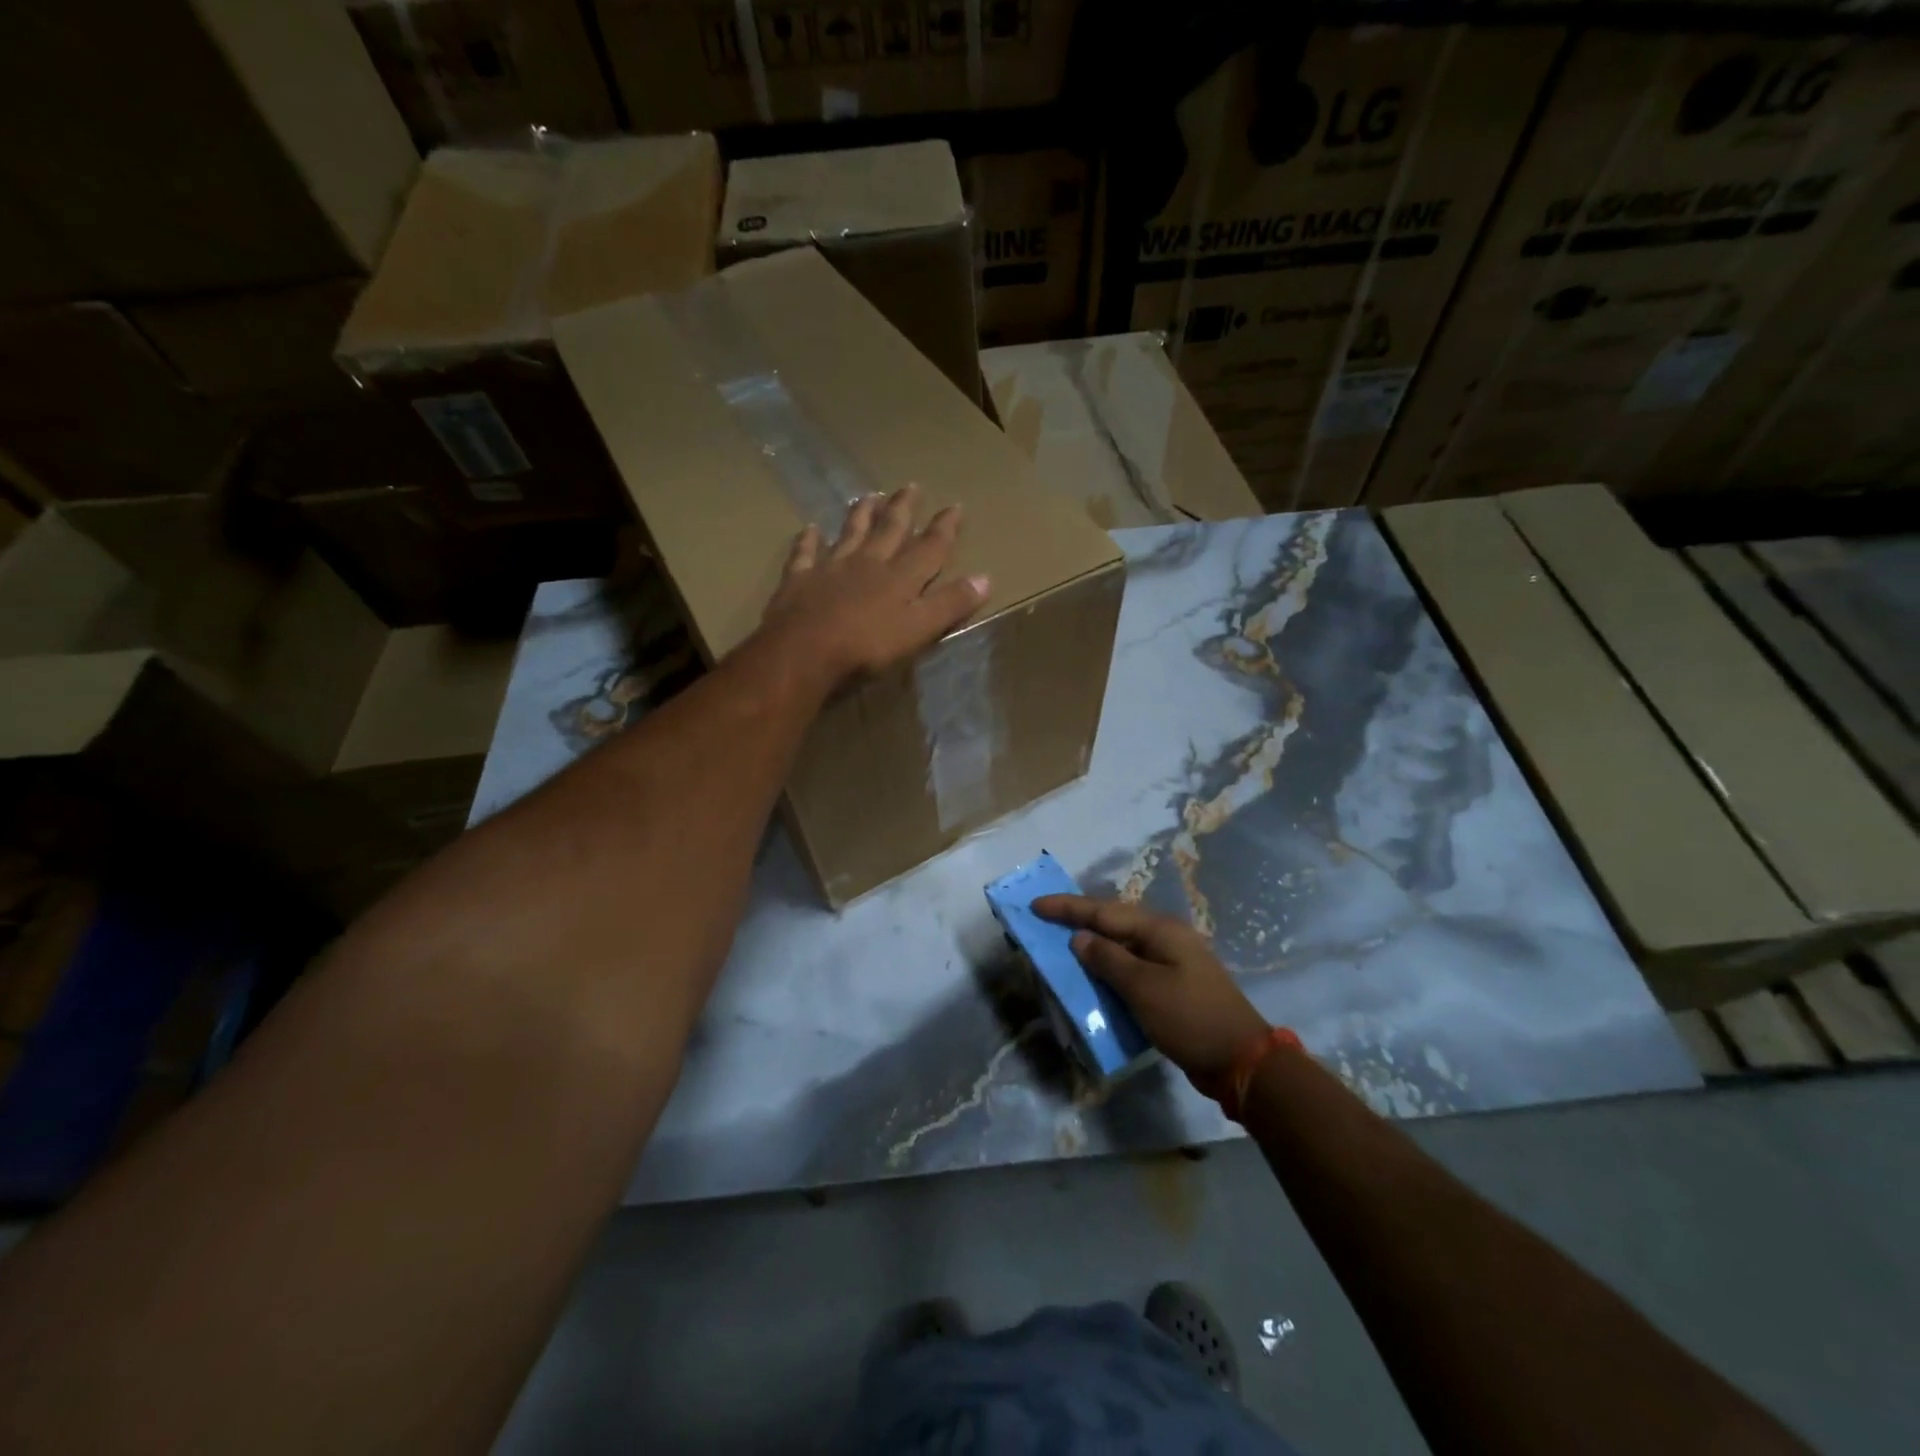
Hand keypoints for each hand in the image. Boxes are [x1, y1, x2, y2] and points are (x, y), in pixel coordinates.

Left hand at [756, 485, 989, 691]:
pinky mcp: (799, 580)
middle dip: (903, 509)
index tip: (955, 506)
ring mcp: (830, 568)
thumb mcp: (919, 629)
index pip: (929, 547)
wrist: (804, 652)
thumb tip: (986, 578)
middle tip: (910, 486)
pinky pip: (805, 554)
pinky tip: (810, 529)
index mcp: (899, 577)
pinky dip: (809, 540)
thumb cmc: (867, 646)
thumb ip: (950, 604)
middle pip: (889, 530)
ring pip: (850, 533)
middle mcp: (867, 563)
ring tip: (869, 496)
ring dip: (861, 514)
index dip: (944, 528)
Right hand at [1032, 895, 1268, 1089]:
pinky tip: (1092, 976)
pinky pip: (1131, 967)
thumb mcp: (1143, 988)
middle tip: (1045, 920)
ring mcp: (1171, 961)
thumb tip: (1079, 938)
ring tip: (1061, 945)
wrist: (1241, 1060)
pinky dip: (1108, 968)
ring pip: (1121, 945)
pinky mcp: (1172, 984)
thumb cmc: (1189, 1018)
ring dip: (1092, 945)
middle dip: (1078, 920)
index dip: (1067, 908)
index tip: (1036, 904)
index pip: (1103, 911)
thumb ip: (1108, 959)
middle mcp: (1165, 938)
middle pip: (1113, 922)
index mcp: (1159, 930)